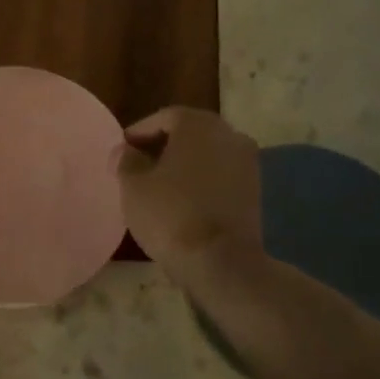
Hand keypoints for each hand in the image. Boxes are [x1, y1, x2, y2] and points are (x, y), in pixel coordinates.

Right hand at [117, 108, 263, 284]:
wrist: (220, 261)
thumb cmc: (170, 214)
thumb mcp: (133, 186)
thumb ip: (126, 160)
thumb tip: (126, 151)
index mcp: (198, 125)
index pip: (165, 117)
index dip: (140, 131)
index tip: (123, 149)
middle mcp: (229, 134)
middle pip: (190, 132)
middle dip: (164, 145)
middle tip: (140, 164)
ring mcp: (247, 162)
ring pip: (208, 154)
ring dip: (184, 163)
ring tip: (159, 183)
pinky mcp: (255, 190)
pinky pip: (221, 174)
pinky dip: (202, 180)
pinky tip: (184, 199)